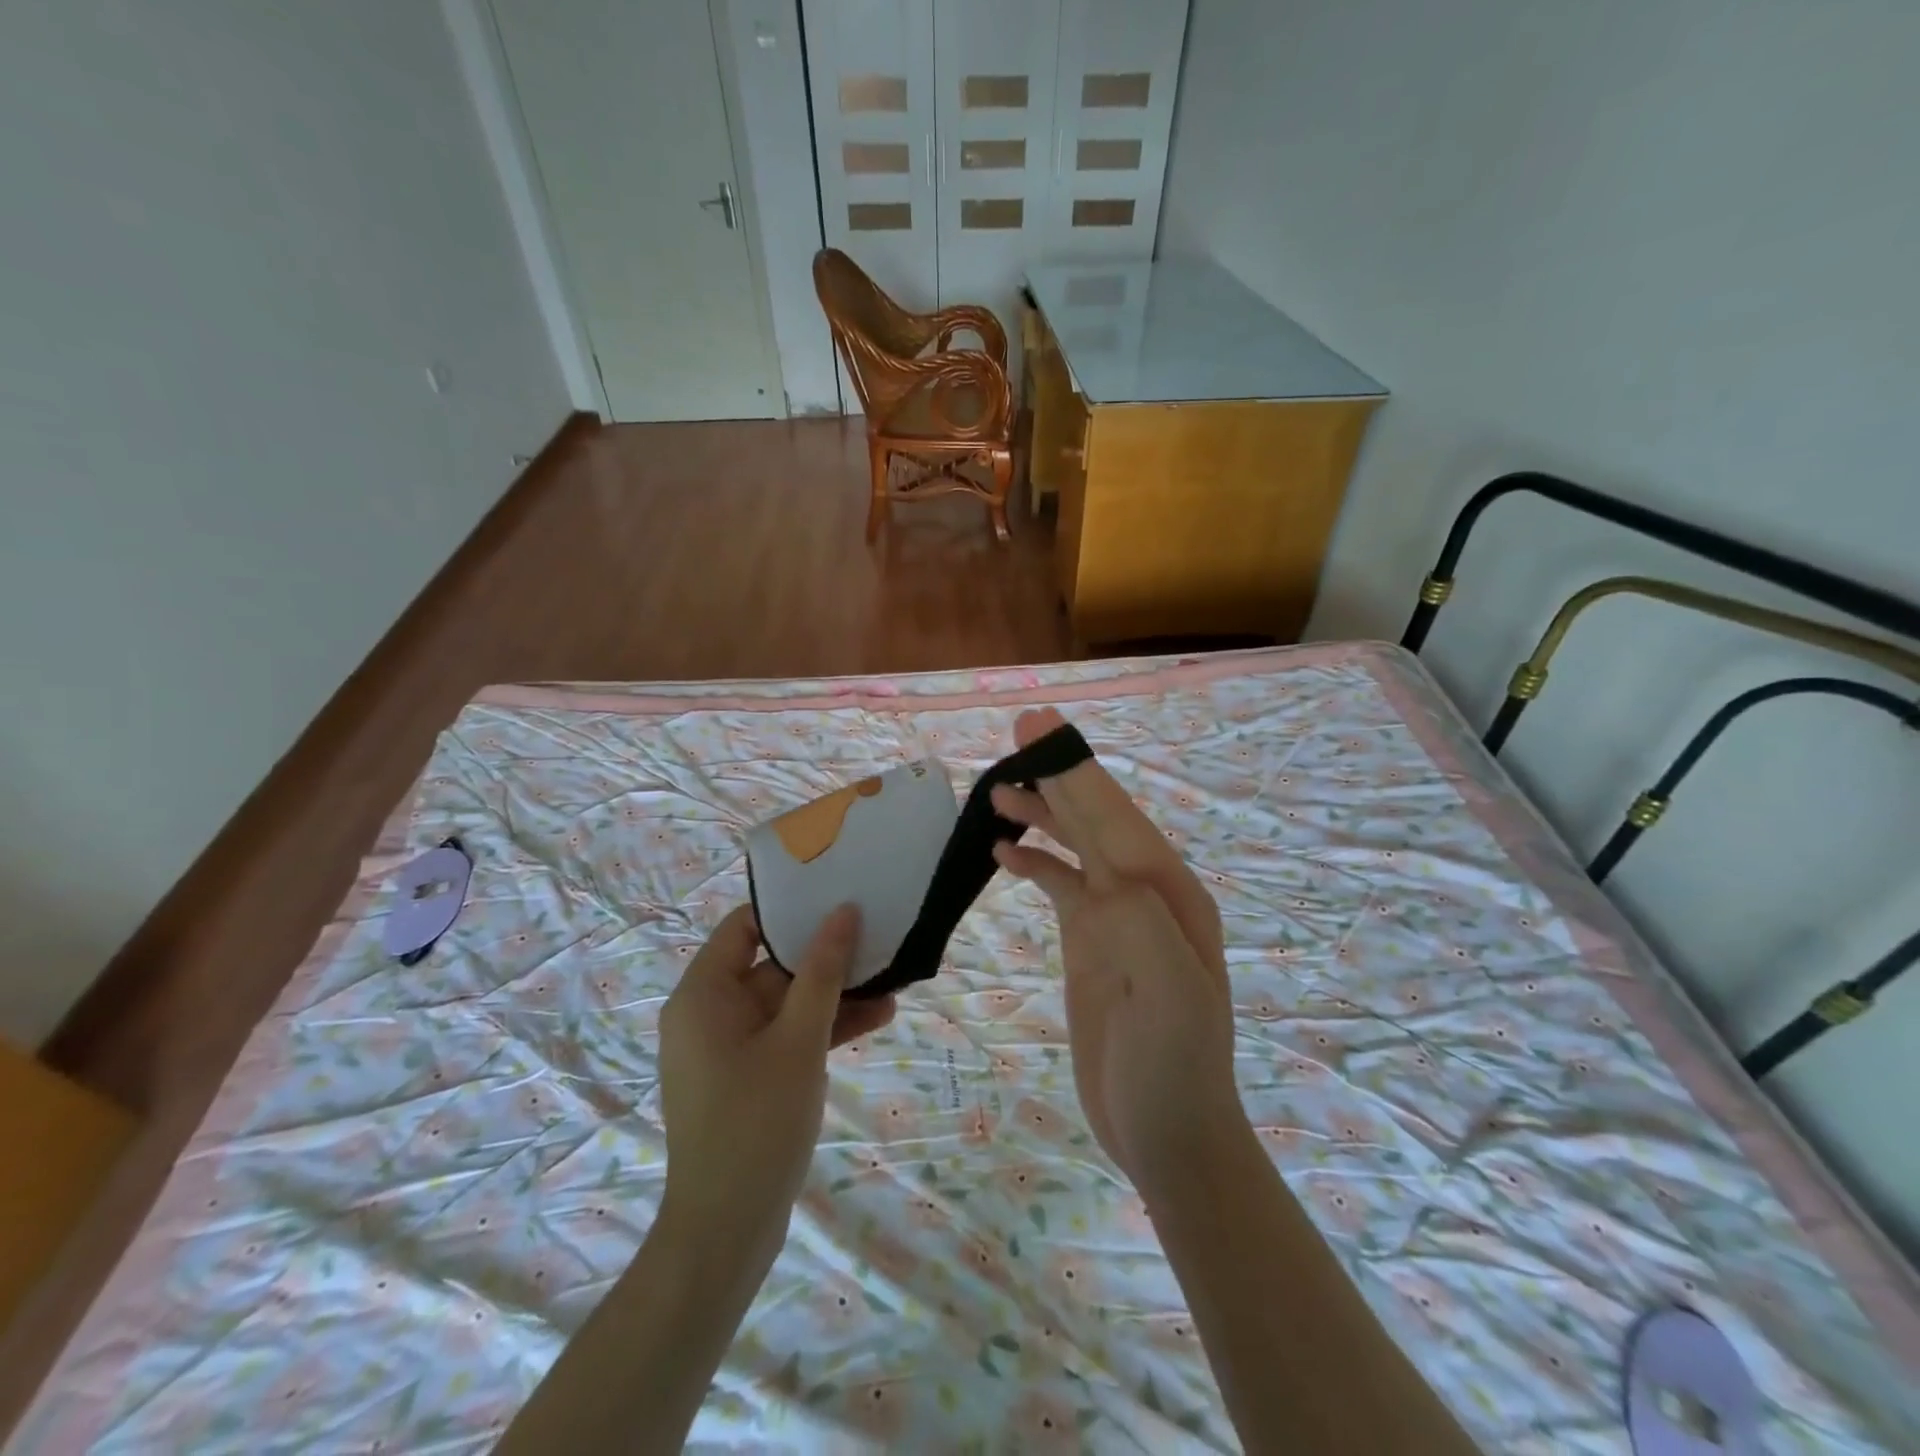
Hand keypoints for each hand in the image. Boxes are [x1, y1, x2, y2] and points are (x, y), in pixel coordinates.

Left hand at [658, 904, 895, 1243]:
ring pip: (787, 1003)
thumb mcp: (798, 1039)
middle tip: (878, 939)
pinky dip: (824, 1028)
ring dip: (835, 995)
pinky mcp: (748, 1076)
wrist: (726, 1233)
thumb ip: (822, 972)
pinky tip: (877, 1018)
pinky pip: (787, 1036)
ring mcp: (729, 1048)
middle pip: (772, 965)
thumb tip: (843, 912)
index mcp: (704, 994)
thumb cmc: (756, 1122)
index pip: (745, 926)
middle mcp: (710, 1013)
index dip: (790, 910)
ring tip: (893, 983)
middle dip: (826, 958)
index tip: (837, 898)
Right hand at [991, 708, 1241, 1190]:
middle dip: (1059, 774)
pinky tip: (1003, 850)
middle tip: (1018, 733)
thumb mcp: (1174, 1000)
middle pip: (1095, 819)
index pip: (1115, 818)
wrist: (1168, 1134)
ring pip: (1076, 845)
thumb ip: (1145, 927)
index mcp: (1170, 895)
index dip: (1077, 770)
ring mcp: (1117, 916)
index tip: (1040, 728)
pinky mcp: (1092, 940)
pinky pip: (1060, 883)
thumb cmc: (1174, 1071)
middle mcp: (1146, 893)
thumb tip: (1102, 872)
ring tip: (996, 792)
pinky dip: (1034, 860)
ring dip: (1040, 814)